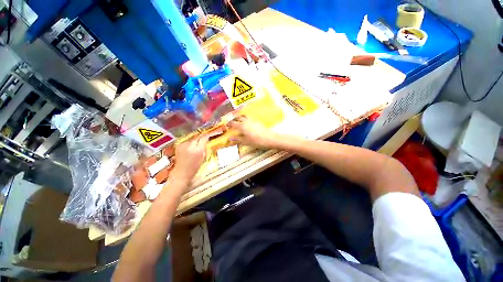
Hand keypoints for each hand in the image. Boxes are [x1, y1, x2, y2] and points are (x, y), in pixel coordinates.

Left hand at [171, 135, 208, 183]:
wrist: (181, 172)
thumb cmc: (194, 167)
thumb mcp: (203, 157)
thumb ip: (204, 149)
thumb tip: (205, 141)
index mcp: (198, 150)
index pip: (203, 139)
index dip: (207, 136)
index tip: (208, 136)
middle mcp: (190, 146)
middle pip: (197, 138)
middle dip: (200, 138)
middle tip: (203, 140)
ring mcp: (183, 146)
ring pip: (191, 140)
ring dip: (194, 142)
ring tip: (195, 146)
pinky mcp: (178, 146)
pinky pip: (186, 142)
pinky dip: (188, 144)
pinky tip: (188, 149)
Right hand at [227, 116, 278, 147]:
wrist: (269, 138)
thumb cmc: (256, 141)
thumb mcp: (245, 141)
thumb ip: (237, 139)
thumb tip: (230, 138)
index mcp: (241, 126)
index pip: (233, 123)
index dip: (229, 124)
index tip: (226, 125)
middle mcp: (246, 121)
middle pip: (238, 118)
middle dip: (234, 119)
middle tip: (231, 123)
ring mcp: (252, 120)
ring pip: (244, 116)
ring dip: (240, 118)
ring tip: (238, 121)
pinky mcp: (257, 121)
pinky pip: (248, 118)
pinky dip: (245, 119)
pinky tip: (246, 123)